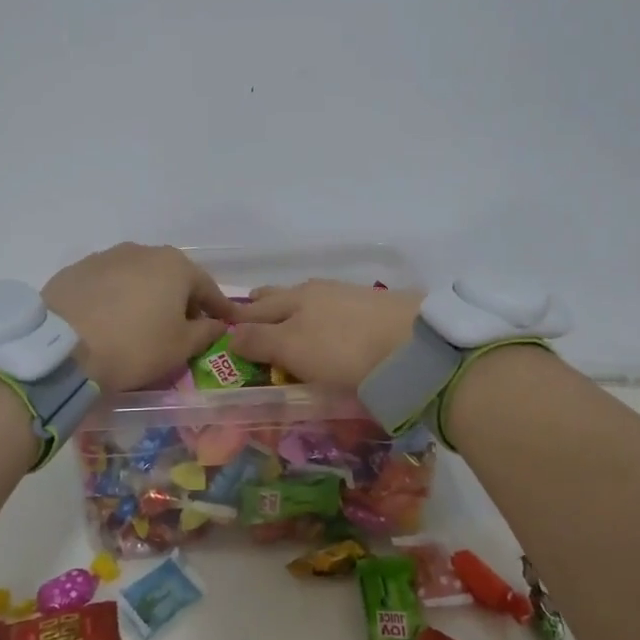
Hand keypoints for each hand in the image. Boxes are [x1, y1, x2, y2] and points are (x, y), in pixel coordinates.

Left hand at [44, 244, 235, 394]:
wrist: (61, 347)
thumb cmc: (134, 346)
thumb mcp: (180, 347)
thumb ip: (205, 332)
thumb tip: (217, 324)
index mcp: (175, 265)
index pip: (207, 287)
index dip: (219, 308)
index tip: (225, 323)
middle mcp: (143, 251)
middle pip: (172, 277)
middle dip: (181, 300)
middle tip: (182, 327)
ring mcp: (106, 256)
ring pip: (138, 277)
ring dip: (146, 296)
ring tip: (142, 324)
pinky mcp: (76, 270)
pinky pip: (108, 284)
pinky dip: (116, 298)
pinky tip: (110, 320)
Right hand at [226, 280, 422, 390]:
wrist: (412, 344)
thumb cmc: (342, 349)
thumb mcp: (293, 348)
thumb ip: (260, 340)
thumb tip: (230, 333)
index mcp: (294, 298)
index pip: (257, 307)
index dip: (241, 316)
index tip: (227, 323)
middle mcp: (319, 291)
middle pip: (284, 295)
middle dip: (265, 303)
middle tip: (251, 309)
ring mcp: (350, 296)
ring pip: (311, 298)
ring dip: (295, 307)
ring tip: (289, 316)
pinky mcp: (377, 308)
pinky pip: (337, 307)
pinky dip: (323, 314)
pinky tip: (331, 322)